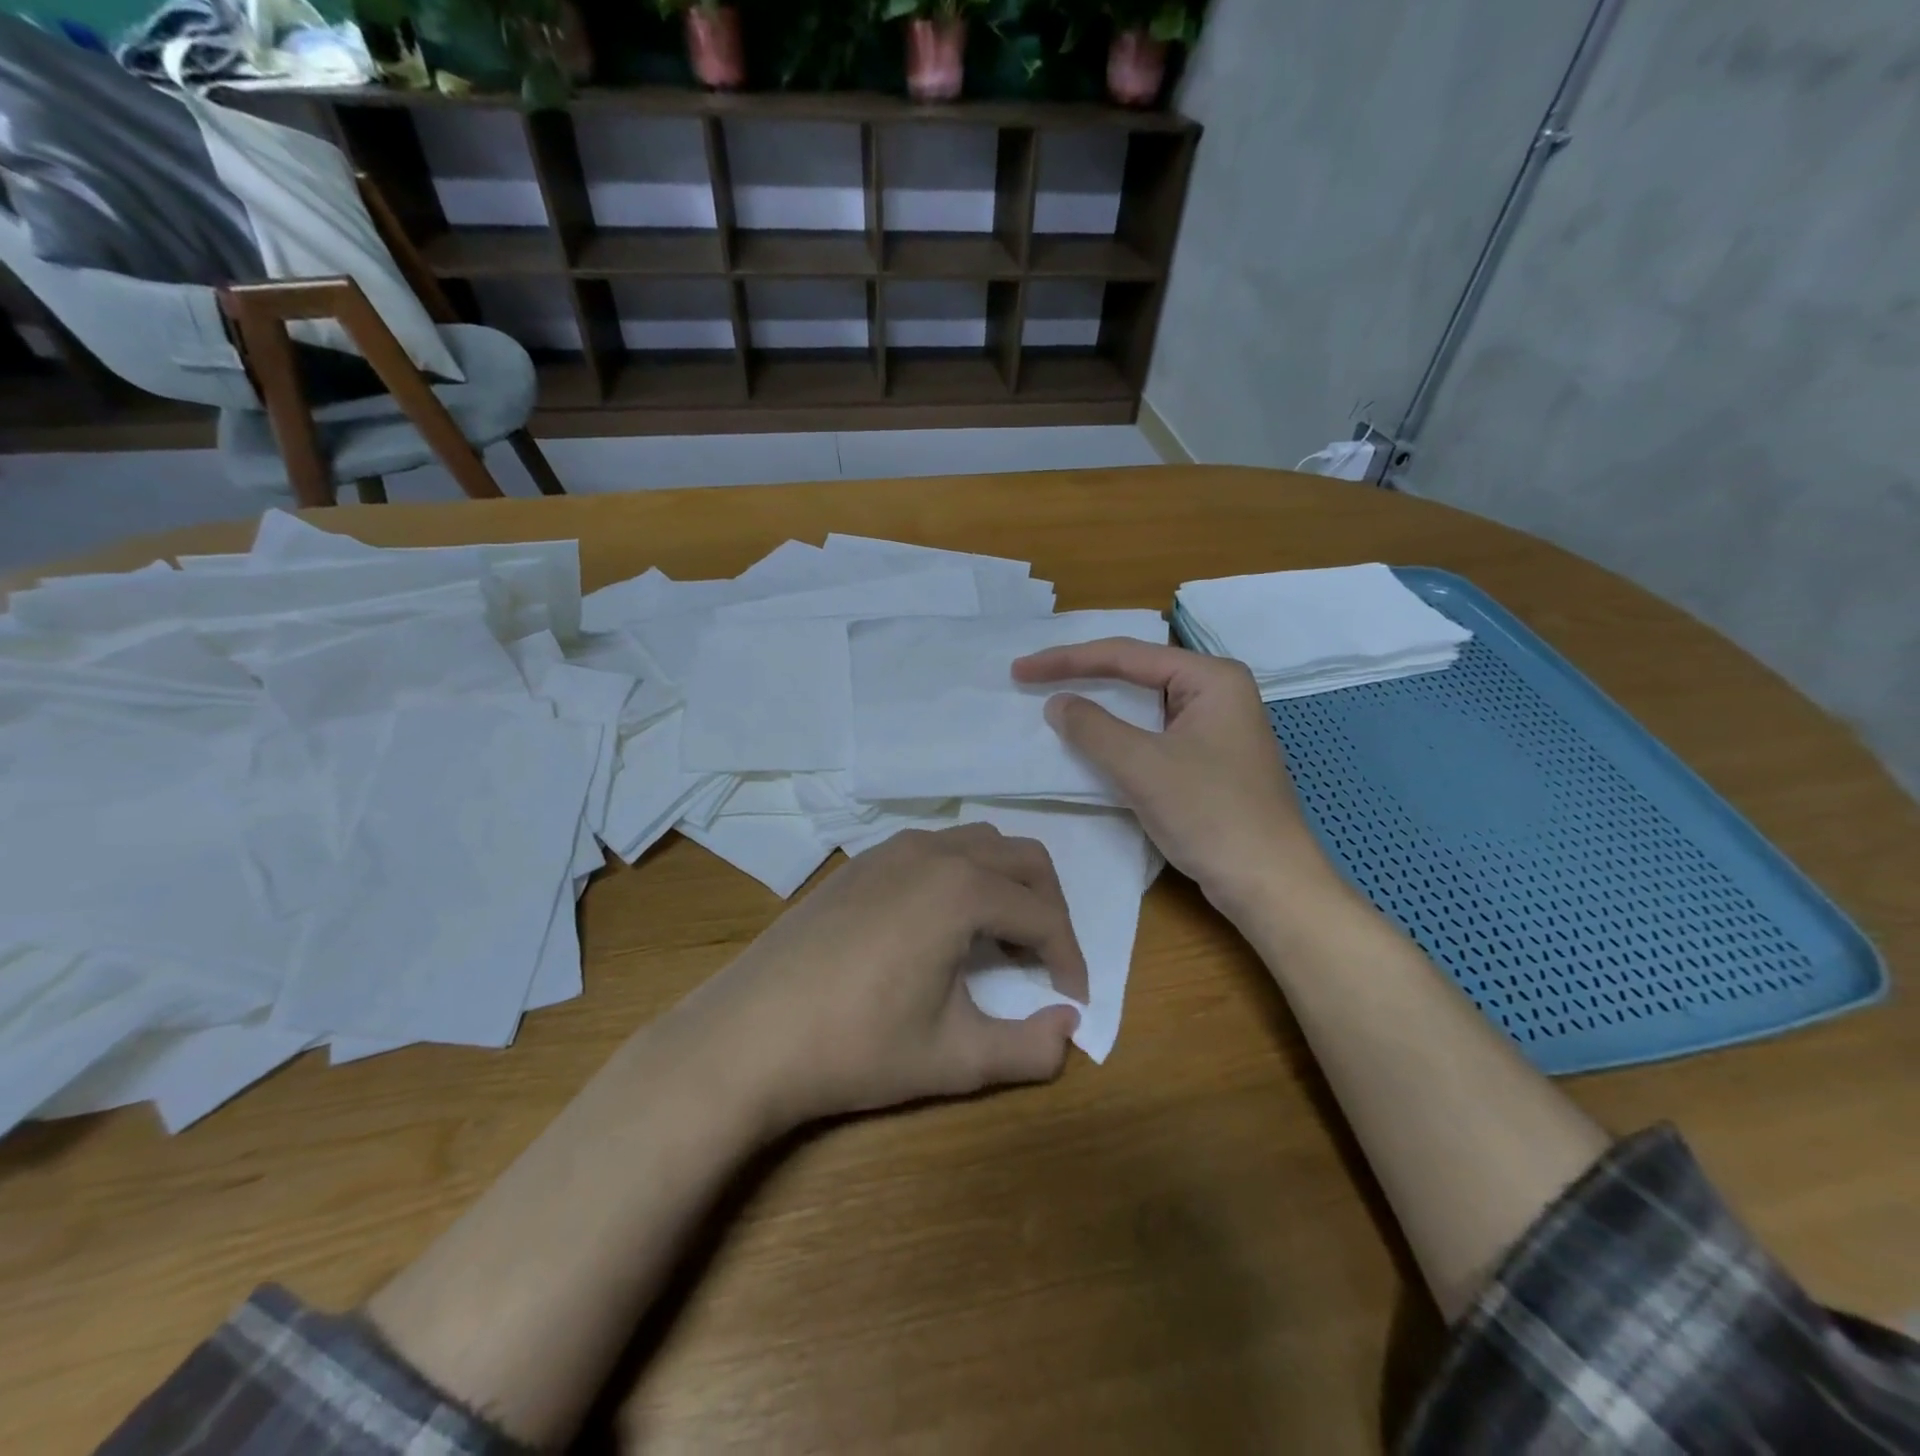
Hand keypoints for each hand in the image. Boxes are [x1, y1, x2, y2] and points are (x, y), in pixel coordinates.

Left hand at [681, 824, 1087, 1131]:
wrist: (749, 1036)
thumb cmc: (858, 1046)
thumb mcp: (956, 1058)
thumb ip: (1031, 1049)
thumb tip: (1070, 1028)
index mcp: (962, 889)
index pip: (1043, 915)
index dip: (1070, 958)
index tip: (1073, 999)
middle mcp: (932, 852)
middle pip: (1022, 858)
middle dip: (1048, 905)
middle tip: (1046, 959)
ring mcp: (890, 850)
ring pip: (977, 843)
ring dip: (1005, 883)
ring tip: (1000, 938)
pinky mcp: (860, 862)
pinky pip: (933, 848)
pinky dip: (962, 874)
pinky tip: (942, 923)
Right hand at [1013, 639, 1334, 917]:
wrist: (1270, 884)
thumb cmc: (1211, 814)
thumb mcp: (1143, 766)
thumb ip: (1093, 728)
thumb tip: (1057, 703)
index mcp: (1211, 678)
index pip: (1127, 655)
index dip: (1068, 660)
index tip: (1021, 669)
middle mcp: (1217, 692)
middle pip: (1137, 673)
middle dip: (1084, 675)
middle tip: (1032, 678)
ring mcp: (1216, 727)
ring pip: (1145, 706)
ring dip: (1100, 706)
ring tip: (1054, 701)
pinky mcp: (1209, 760)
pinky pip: (1153, 734)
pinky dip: (1119, 736)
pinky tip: (1092, 741)